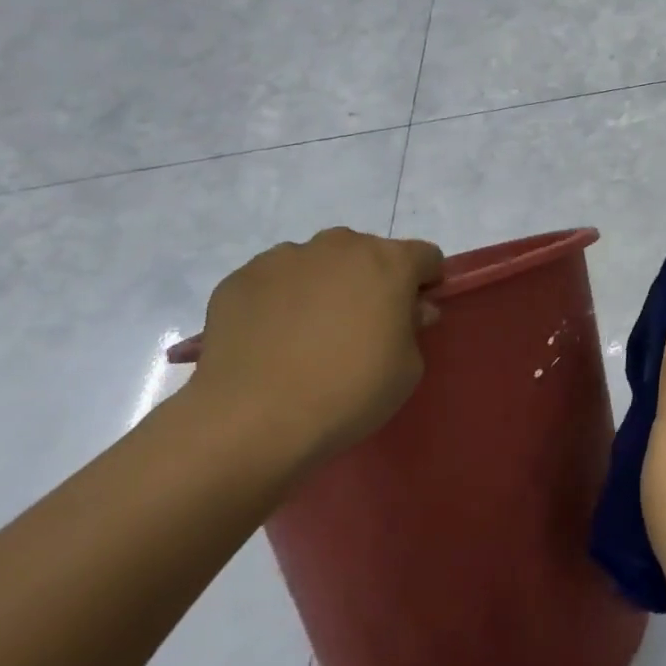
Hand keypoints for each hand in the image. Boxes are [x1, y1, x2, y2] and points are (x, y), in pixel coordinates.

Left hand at [179, 229, 443, 464]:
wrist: (252, 419)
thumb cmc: (349, 391)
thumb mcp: (408, 368)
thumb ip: (413, 327)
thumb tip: (407, 310)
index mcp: (390, 262)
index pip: (425, 256)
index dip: (425, 283)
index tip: (414, 314)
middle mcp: (339, 246)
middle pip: (368, 253)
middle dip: (372, 281)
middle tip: (361, 326)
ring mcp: (284, 257)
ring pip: (318, 263)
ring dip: (325, 286)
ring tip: (308, 335)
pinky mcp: (240, 278)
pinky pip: (274, 282)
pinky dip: (280, 301)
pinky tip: (272, 341)